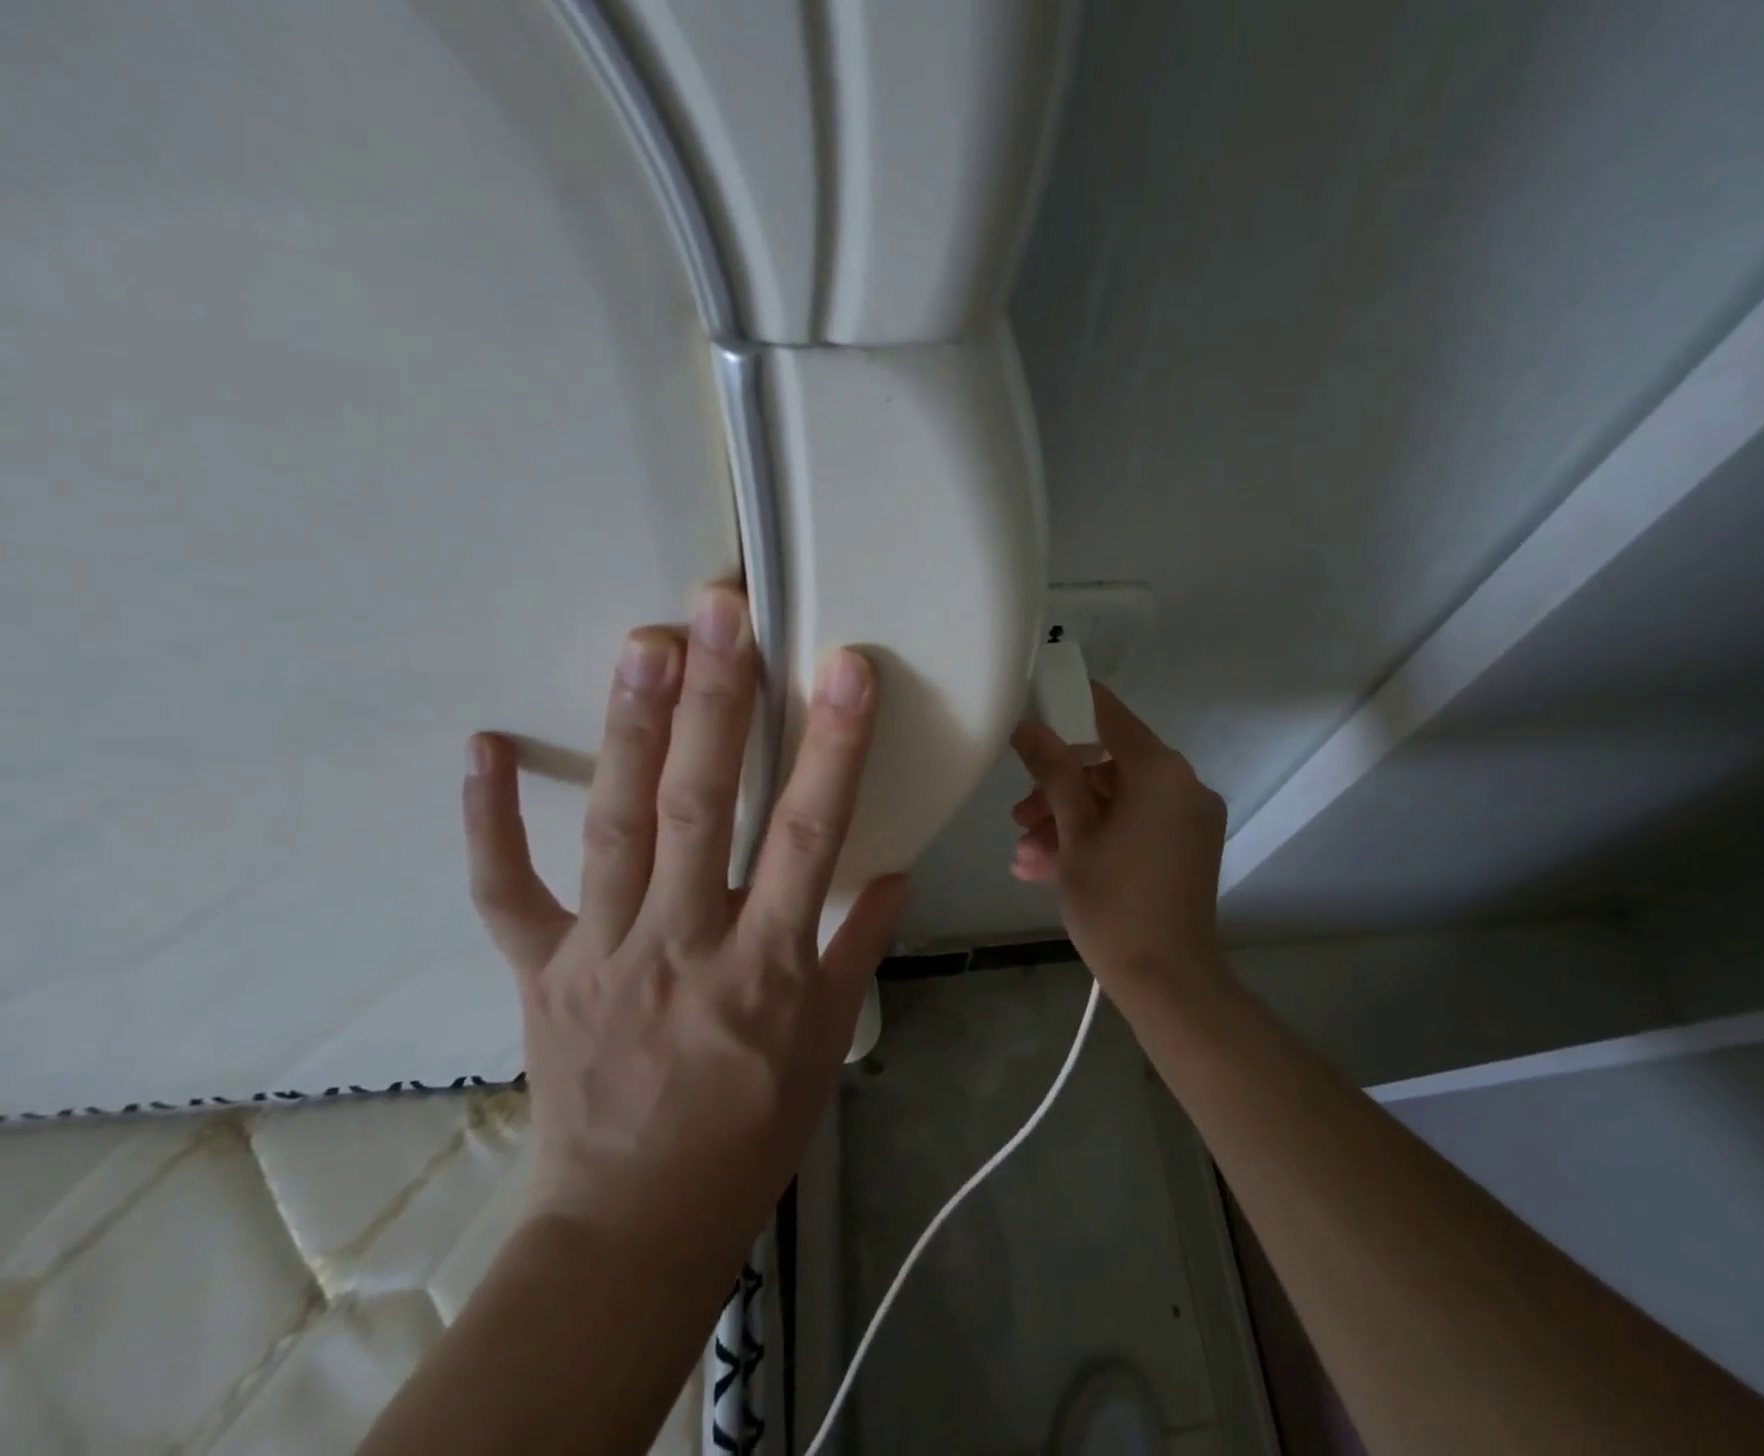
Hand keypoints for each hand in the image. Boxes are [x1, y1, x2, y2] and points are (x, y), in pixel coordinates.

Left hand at [461, 584, 908, 1246]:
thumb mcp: (825, 1043)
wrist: (634, 1225)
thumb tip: (893, 874)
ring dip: (627, 729)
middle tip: (718, 613)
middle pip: (698, 806)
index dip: (832, 747)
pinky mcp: (540, 969)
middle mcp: (682, 942)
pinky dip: (489, 822)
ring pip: (613, 826)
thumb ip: (856, 947)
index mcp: (766, 965)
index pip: (808, 835)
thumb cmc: (750, 1130)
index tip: (847, 669)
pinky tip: (483, 748)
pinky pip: (507, 890)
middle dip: (715, 702)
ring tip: (640, 644)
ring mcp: (600, 951)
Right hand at [1008, 684, 1227, 994]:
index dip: (1070, 708)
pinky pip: (1134, 828)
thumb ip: (1053, 772)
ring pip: (1117, 803)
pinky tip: (1047, 868)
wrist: (1167, 982)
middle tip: (1019, 817)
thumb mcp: (1073, 834)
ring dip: (1069, 822)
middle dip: (1058, 790)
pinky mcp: (1186, 851)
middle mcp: (1184, 787)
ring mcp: (1189, 821)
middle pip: (1109, 767)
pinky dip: (1096, 840)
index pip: (1111, 717)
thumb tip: (1029, 727)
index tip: (1034, 712)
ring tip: (1025, 855)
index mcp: (1161, 772)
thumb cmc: (1113, 902)